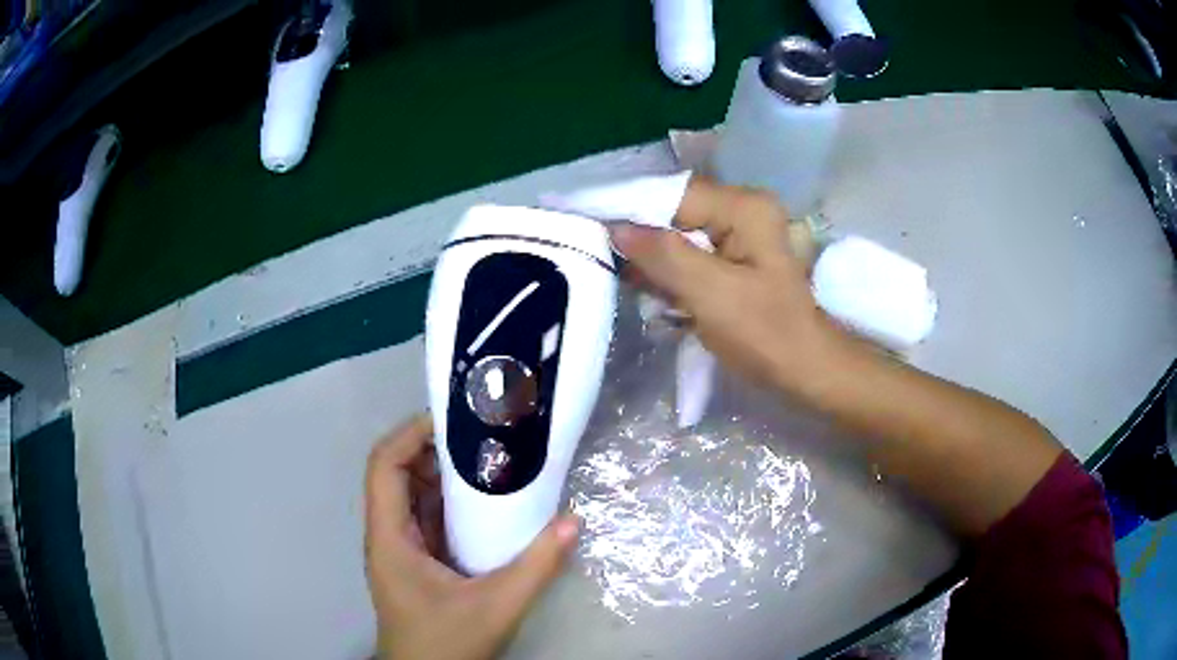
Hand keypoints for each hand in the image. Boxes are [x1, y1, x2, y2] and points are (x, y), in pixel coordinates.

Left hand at [364, 415, 579, 659]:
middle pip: (397, 474)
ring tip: (487, 456)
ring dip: (444, 474)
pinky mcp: (418, 562)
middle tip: (481, 434)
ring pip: (413, 495)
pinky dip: (451, 501)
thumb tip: (574, 521)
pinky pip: (427, 518)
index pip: (384, 467)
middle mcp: (389, 535)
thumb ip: (536, 566)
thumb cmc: (446, 644)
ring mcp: (402, 549)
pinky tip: (484, 501)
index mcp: (390, 538)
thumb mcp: (496, 607)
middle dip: (433, 449)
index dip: (410, 435)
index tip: (453, 420)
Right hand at [609, 178, 837, 393]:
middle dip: (640, 238)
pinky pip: (690, 254)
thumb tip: (615, 228)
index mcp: (743, 207)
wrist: (804, 368)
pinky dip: (668, 271)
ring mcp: (739, 234)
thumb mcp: (711, 293)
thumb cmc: (765, 333)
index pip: (672, 195)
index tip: (590, 229)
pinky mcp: (733, 257)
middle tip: (602, 259)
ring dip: (652, 258)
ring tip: (622, 278)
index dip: (630, 210)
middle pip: (674, 213)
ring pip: (678, 235)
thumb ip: (663, 256)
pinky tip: (650, 290)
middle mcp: (741, 210)